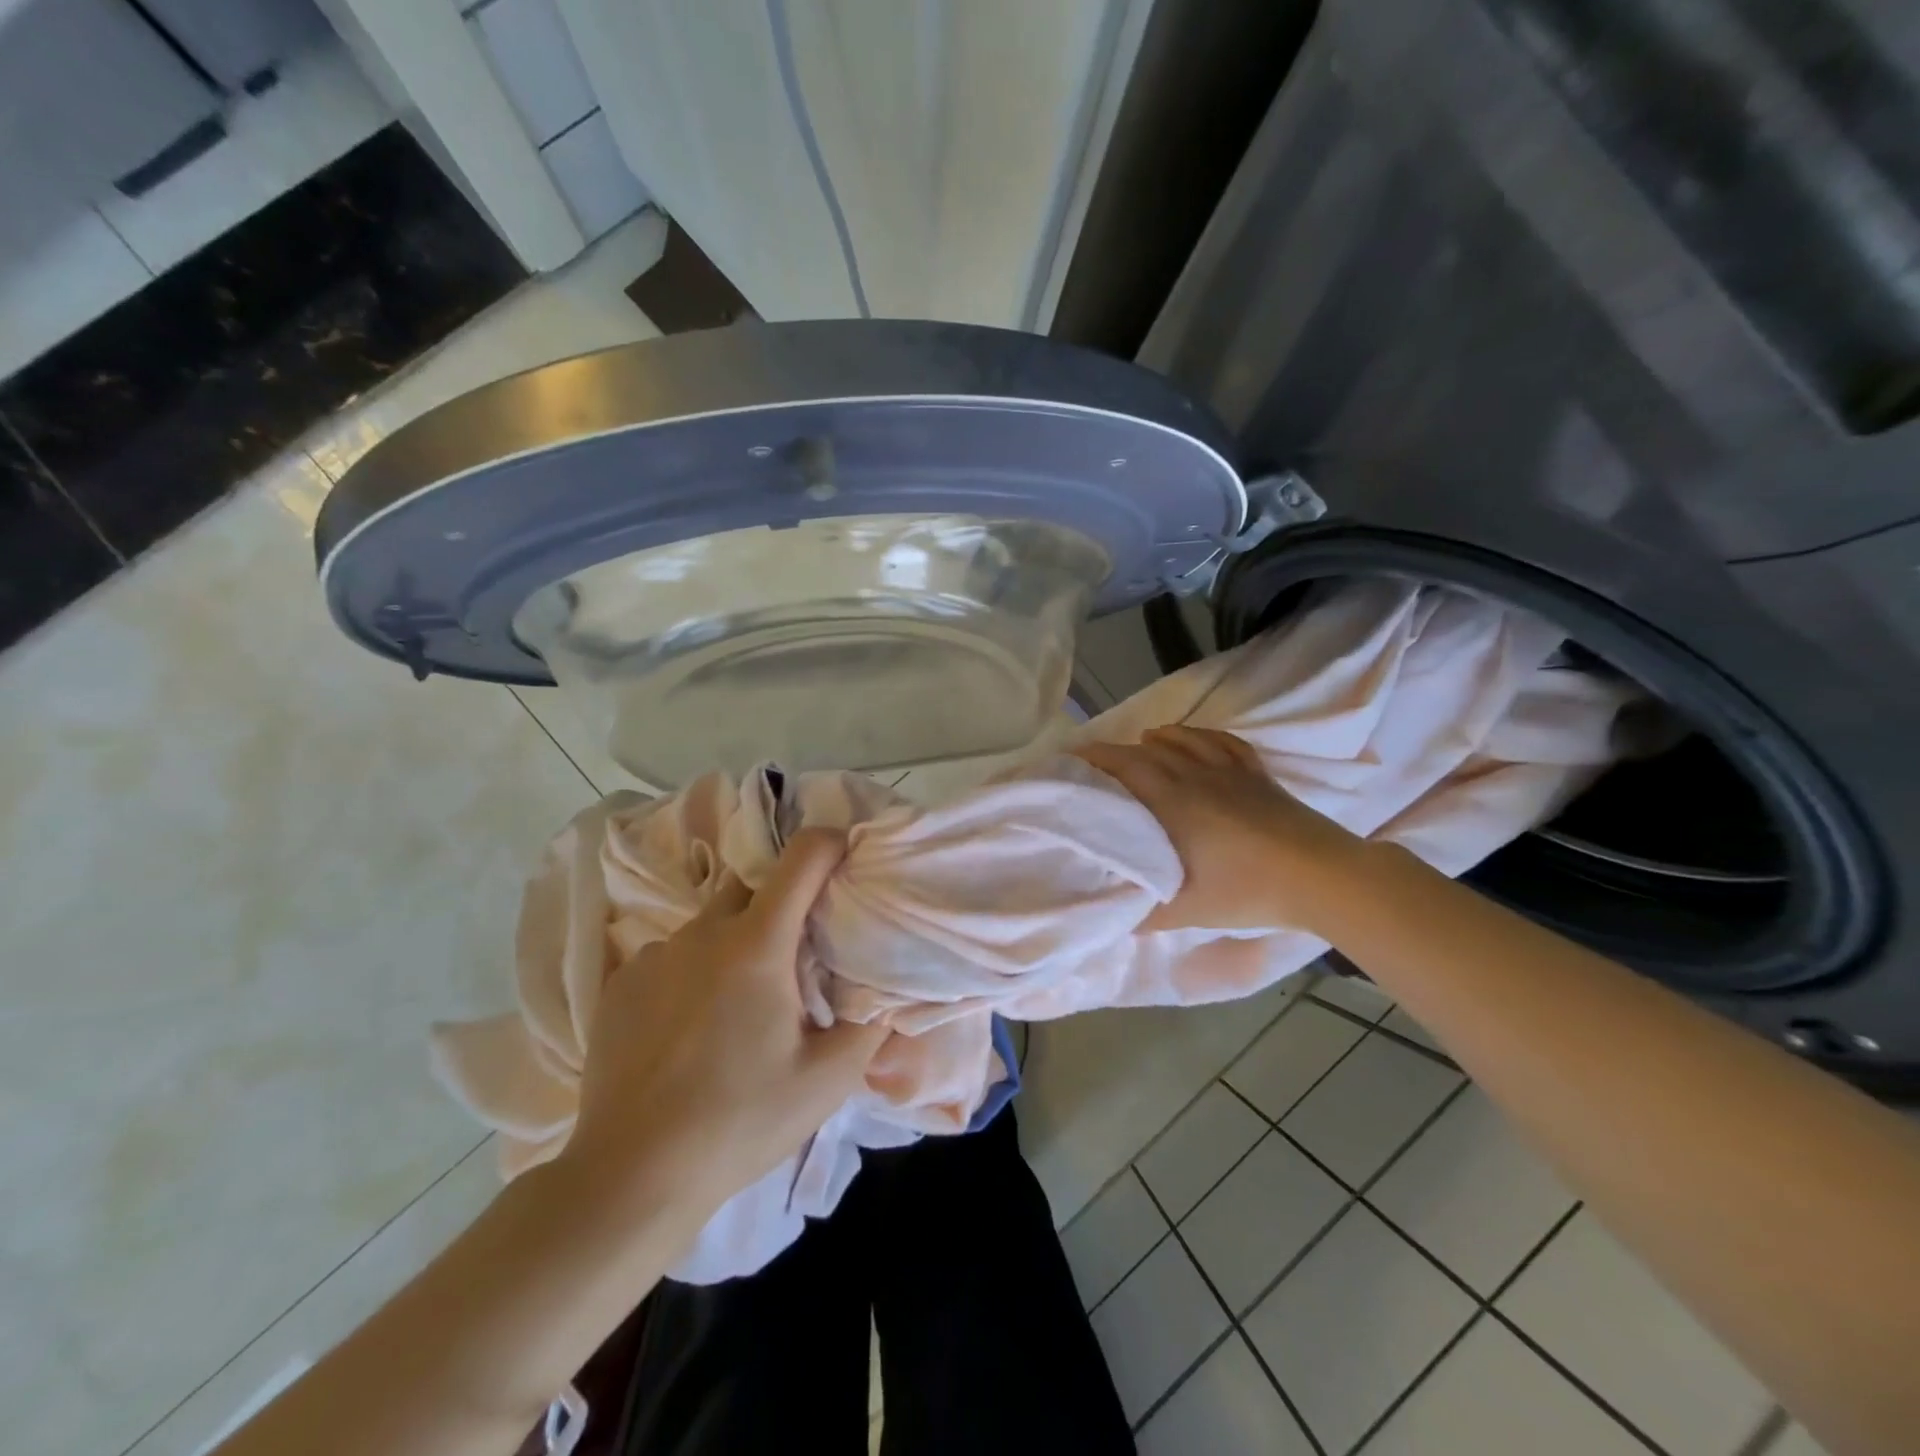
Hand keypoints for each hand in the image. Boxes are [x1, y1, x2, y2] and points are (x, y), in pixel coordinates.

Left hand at [561, 828, 887, 1228]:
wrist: (633, 1176)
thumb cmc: (741, 1121)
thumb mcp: (827, 1080)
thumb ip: (872, 1027)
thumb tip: (892, 995)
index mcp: (758, 944)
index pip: (802, 857)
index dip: (831, 843)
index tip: (848, 857)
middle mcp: (703, 932)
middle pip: (754, 886)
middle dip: (783, 903)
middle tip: (798, 956)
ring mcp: (654, 954)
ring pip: (710, 923)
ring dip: (736, 942)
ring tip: (742, 1002)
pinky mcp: (620, 982)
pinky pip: (671, 954)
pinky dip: (693, 970)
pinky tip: (692, 1026)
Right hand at [1075, 725, 1373, 932]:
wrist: (1321, 876)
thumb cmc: (1248, 890)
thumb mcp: (1188, 910)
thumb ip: (1147, 913)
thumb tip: (1116, 919)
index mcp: (1172, 801)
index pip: (1124, 765)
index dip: (1094, 757)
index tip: (1070, 758)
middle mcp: (1195, 775)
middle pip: (1148, 751)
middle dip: (1117, 751)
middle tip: (1096, 761)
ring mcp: (1230, 771)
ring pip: (1185, 740)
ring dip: (1158, 739)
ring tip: (1143, 743)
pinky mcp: (1258, 775)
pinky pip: (1223, 743)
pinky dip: (1201, 736)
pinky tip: (1195, 740)